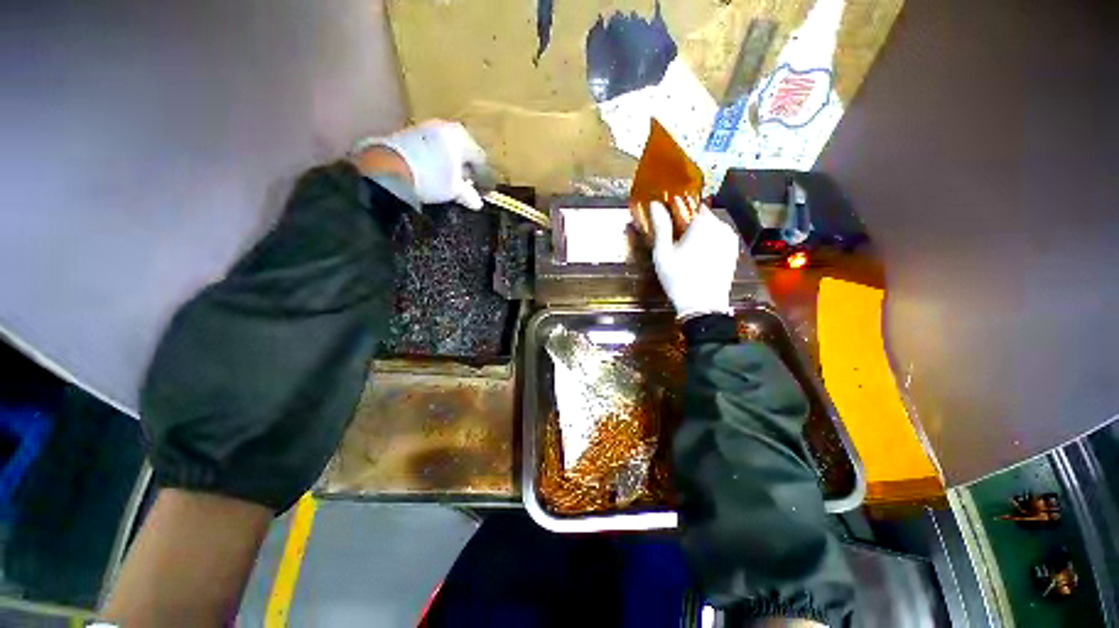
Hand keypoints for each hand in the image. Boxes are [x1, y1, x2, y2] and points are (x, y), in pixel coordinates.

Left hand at [355, 120, 486, 208]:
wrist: (389, 167)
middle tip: (466, 185)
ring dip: (450, 164)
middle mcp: (445, 127)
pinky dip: (436, 160)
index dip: (482, 176)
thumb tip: (478, 204)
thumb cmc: (431, 177)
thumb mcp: (454, 189)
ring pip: (446, 148)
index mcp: (461, 137)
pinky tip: (433, 173)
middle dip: (465, 168)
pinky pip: (431, 147)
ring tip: (449, 181)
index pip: (480, 158)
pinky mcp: (409, 133)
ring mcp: (426, 127)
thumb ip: (468, 195)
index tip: (482, 190)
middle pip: (463, 150)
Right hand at [649, 197, 738, 318]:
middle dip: (689, 225)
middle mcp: (722, 227)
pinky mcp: (732, 253)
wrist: (702, 305)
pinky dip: (708, 244)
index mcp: (704, 223)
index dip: (679, 212)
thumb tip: (655, 205)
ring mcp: (730, 241)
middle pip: (702, 217)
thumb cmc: (679, 278)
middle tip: (674, 240)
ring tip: (684, 251)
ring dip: (699, 234)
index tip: (669, 222)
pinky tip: (697, 258)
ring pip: (711, 229)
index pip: (692, 206)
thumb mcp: (663, 252)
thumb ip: (661, 226)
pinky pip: (718, 240)